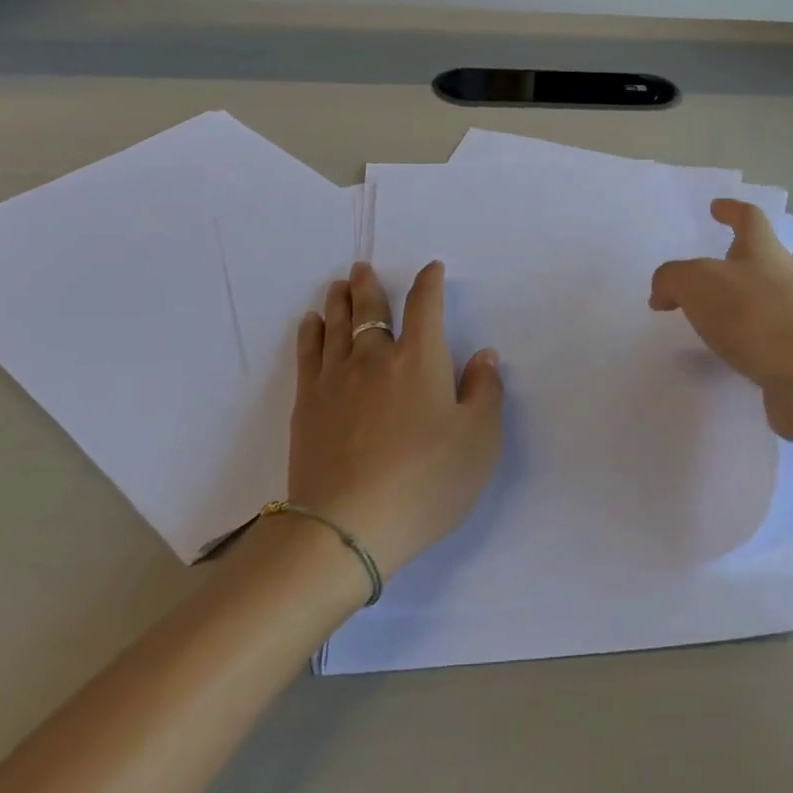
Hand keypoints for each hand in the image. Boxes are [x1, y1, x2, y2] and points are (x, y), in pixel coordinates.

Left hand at [287, 261, 503, 578]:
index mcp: (420, 359)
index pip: (425, 306)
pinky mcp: (307, 404)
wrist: (347, 526)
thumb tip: (485, 354)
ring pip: (336, 325)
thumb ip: (486, 392)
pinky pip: (307, 353)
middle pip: (371, 309)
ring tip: (339, 284)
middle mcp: (375, 357)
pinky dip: (310, 332)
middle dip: (370, 285)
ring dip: (339, 300)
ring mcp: (335, 379)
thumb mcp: (479, 441)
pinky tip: (311, 323)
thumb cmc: (426, 482)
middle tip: (362, 267)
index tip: (432, 269)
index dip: (430, 283)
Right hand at [649, 199, 792, 445]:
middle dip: (726, 265)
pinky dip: (739, 343)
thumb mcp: (697, 283)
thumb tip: (664, 293)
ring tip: (698, 321)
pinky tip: (720, 357)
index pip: (749, 218)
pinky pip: (761, 340)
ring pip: (757, 302)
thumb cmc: (757, 317)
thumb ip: (672, 279)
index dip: (731, 210)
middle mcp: (785, 279)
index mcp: (764, 252)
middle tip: (693, 279)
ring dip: (730, 307)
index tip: (716, 207)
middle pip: (755, 261)